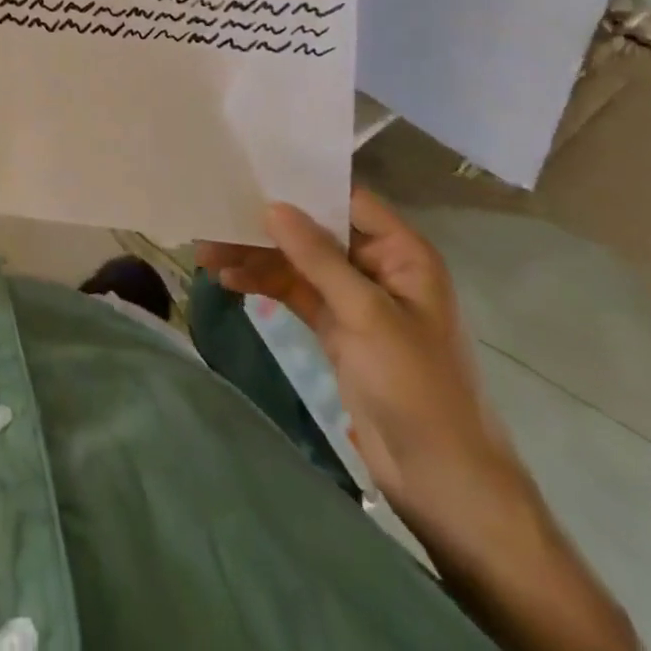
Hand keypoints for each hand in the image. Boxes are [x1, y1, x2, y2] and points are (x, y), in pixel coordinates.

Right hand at [198, 192, 638, 650]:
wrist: (443, 482)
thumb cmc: (418, 388)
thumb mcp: (367, 316)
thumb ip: (318, 258)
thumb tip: (273, 205)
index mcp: (402, 253)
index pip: (347, 199)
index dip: (303, 182)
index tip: (252, 167)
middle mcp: (378, 267)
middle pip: (314, 230)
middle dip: (266, 225)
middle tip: (215, 212)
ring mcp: (355, 299)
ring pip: (297, 262)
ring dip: (255, 256)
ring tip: (206, 251)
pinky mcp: (337, 328)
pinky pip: (293, 292)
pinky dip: (263, 284)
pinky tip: (227, 280)